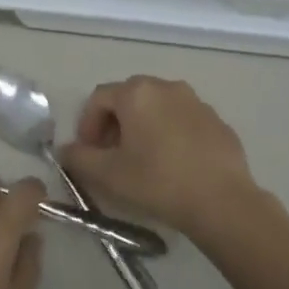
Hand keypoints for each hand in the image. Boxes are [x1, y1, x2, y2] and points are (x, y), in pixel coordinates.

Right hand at [58, 76, 268, 242]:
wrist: (222, 201)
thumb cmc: (158, 181)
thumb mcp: (109, 174)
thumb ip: (79, 158)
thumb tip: (66, 150)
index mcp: (137, 93)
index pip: (99, 98)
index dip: (87, 124)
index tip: (88, 152)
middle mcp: (166, 87)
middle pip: (129, 98)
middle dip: (114, 123)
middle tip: (111, 155)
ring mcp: (196, 102)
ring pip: (158, 108)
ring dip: (143, 127)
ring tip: (142, 160)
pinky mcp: (218, 121)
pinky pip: (183, 121)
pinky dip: (171, 134)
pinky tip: (174, 165)